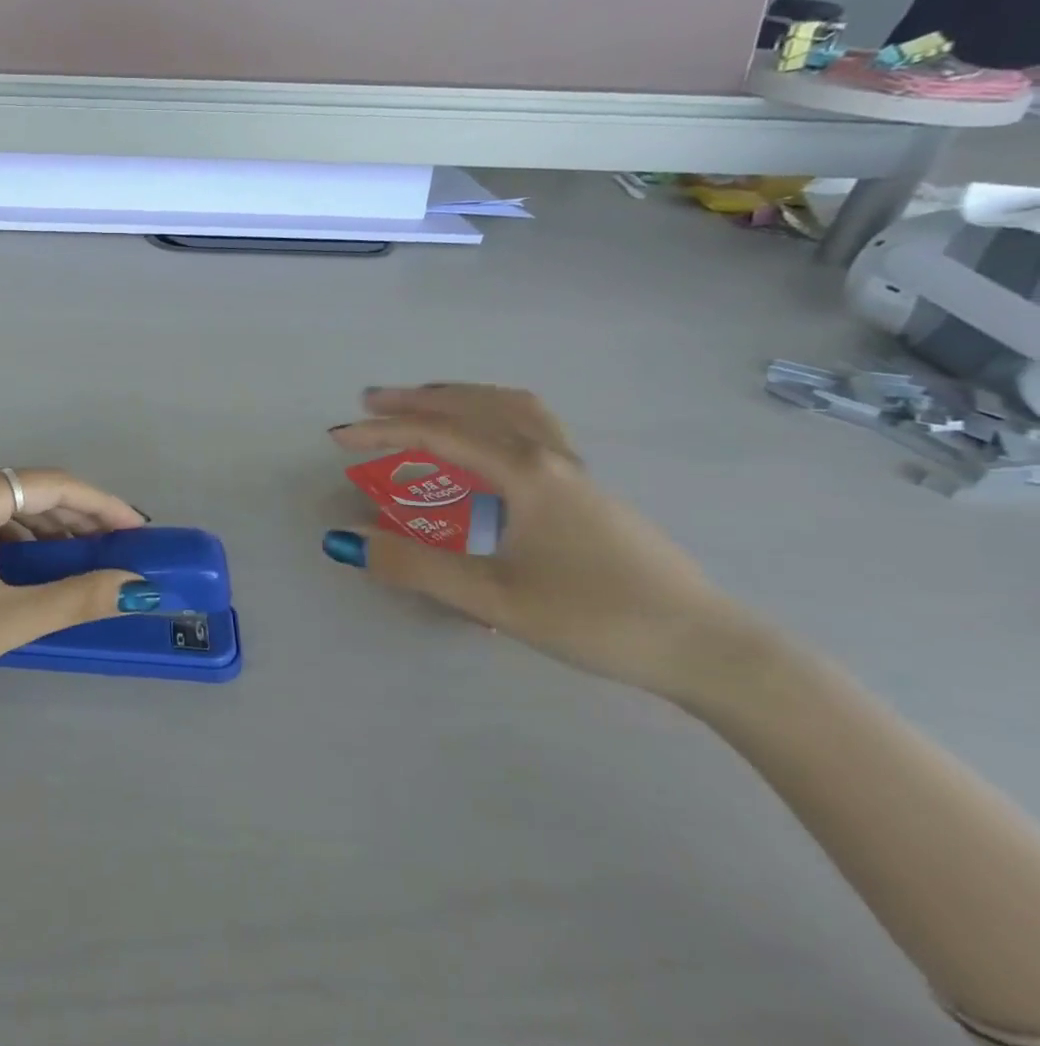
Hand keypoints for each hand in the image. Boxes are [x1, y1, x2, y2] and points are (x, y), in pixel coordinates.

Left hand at [0, 469, 151, 714]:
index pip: (51, 484)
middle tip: (118, 548)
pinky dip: (17, 543)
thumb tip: (137, 587)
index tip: (137, 528)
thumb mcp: (5, 620)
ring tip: (85, 560)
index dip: (100, 504)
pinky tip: (33, 571)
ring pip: (5, 510)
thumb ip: (74, 598)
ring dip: (47, 530)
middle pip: (28, 491)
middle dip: (77, 517)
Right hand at [326, 385, 752, 700]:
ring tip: (424, 404)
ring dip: (460, 398)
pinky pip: (530, 426)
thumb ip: (416, 567)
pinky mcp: (589, 489)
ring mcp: (576, 470)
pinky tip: (487, 443)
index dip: (382, 433)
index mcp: (525, 472)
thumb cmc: (597, 619)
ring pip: (511, 408)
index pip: (438, 436)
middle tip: (370, 401)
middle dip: (417, 400)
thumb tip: (344, 540)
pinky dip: (492, 414)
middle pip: (475, 406)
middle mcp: (549, 457)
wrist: (707, 647)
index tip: (338, 437)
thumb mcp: (495, 599)